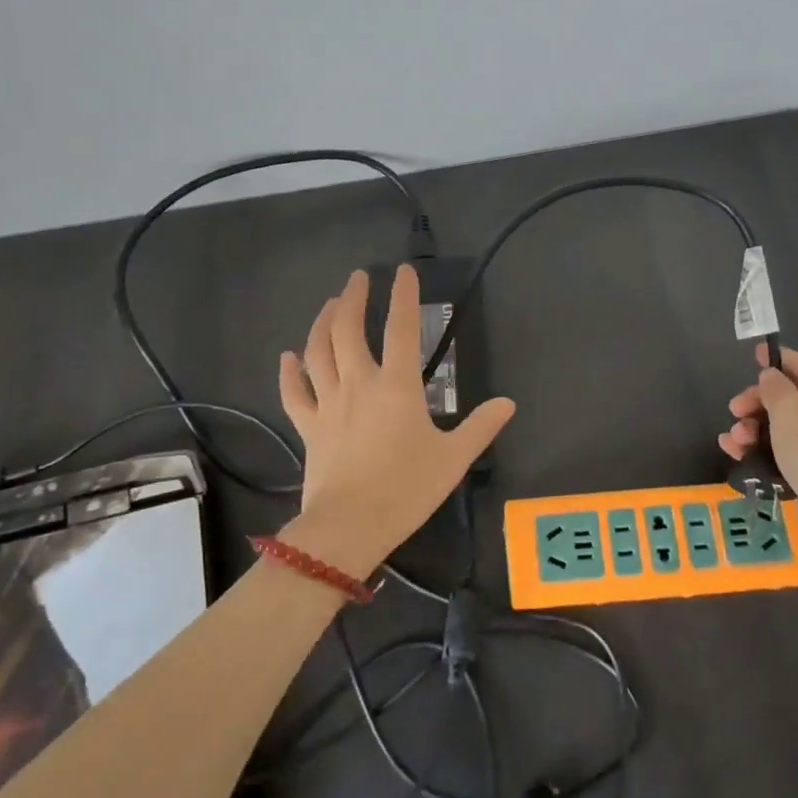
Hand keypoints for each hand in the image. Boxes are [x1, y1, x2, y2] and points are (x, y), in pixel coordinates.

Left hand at [276, 266, 515, 577]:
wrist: (350, 526)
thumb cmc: (406, 489)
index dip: (403, 296)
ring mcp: (328, 404)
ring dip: (322, 322)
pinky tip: (289, 356)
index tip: (402, 271)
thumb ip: (481, 426)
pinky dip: (290, 372)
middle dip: (353, 298)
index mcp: (397, 386)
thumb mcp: (453, 458)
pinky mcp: (308, 427)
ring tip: (330, 304)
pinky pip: (294, 393)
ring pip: (318, 351)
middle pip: (348, 329)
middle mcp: (358, 384)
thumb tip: (508, 403)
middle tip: (358, 278)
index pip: (402, 329)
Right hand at [718, 344, 797, 545]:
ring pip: (784, 426)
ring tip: (733, 441)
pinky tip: (736, 454)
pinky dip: (762, 450)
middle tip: (734, 411)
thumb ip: (773, 386)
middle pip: (790, 397)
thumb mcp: (788, 407)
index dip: (774, 360)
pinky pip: (785, 451)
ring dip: (753, 429)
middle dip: (757, 403)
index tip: (751, 358)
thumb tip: (771, 379)